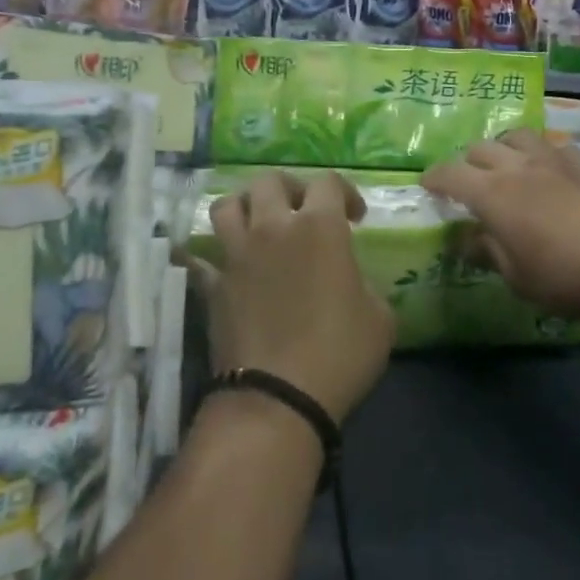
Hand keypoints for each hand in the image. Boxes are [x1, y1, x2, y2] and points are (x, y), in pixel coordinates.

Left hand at [190, 171, 394, 424]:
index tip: (354, 218)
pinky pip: (200, 257)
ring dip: (244, 207)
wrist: (278, 398)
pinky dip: (208, 256)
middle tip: (302, 211)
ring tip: (258, 224)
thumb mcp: (380, 318)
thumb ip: (365, 284)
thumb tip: (350, 280)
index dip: (345, 193)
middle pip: (269, 181)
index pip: (328, 182)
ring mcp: (236, 254)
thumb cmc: (340, 354)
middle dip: (289, 189)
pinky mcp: (212, 284)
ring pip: (227, 206)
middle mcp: (272, 228)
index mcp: (319, 227)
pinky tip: (218, 264)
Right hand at [422, 131, 579, 316]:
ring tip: (507, 163)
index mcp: (491, 193)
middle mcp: (518, 166)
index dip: (435, 178)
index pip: (450, 174)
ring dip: (504, 146)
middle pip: (481, 148)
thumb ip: (489, 253)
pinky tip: (552, 170)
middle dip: (467, 161)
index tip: (428, 185)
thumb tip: (467, 240)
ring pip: (518, 136)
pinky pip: (555, 146)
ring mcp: (554, 159)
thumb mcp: (517, 278)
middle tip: (468, 180)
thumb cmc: (564, 274)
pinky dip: (543, 154)